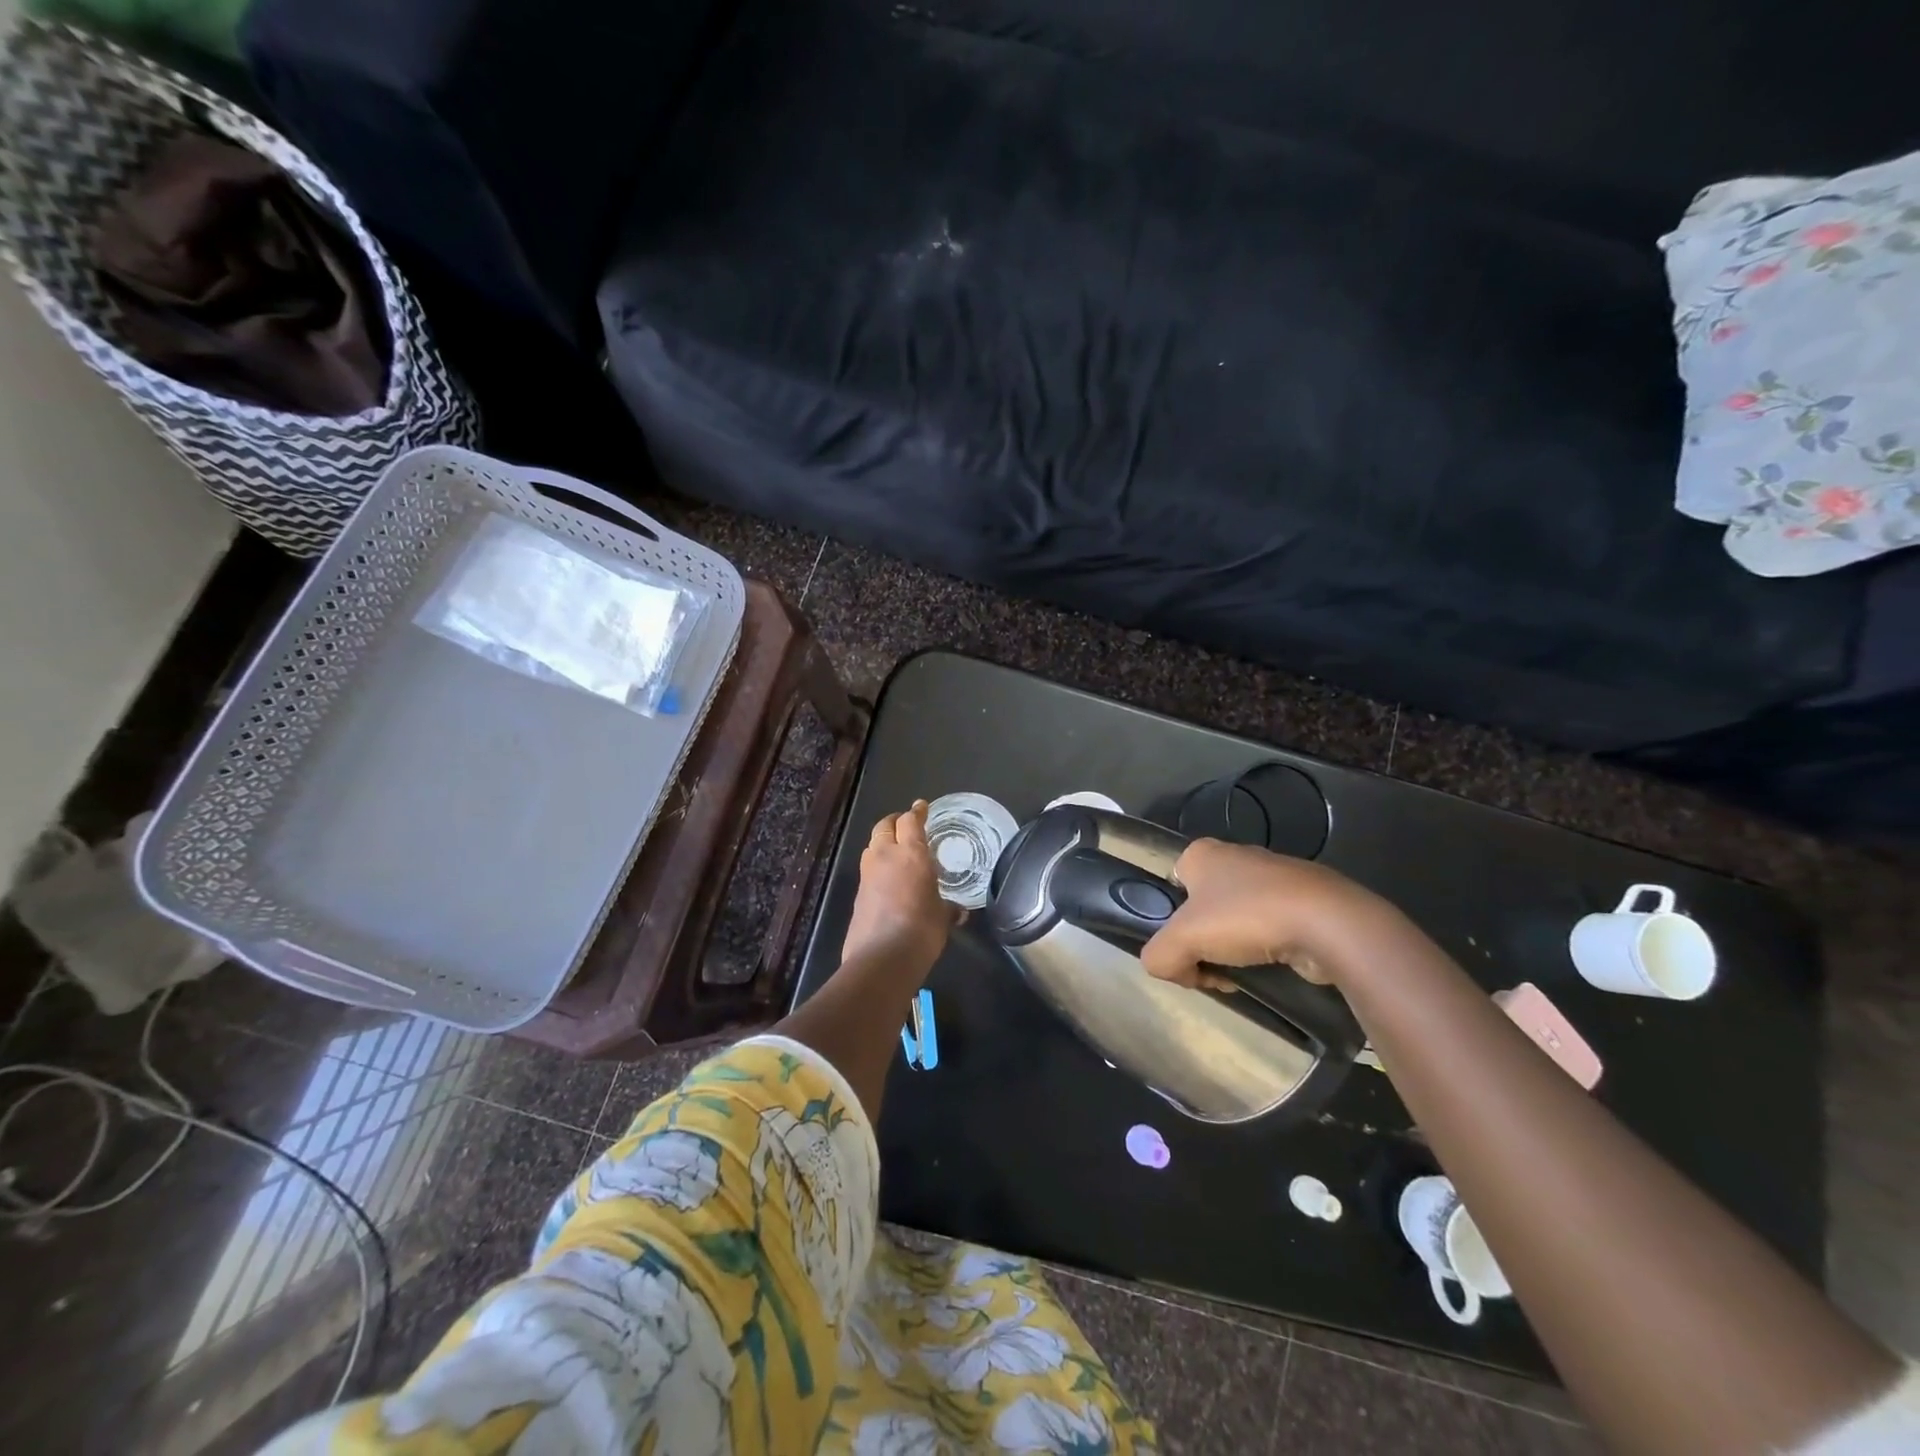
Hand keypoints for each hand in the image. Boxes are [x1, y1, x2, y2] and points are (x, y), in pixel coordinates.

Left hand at [841, 801, 960, 977]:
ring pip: (872, 846)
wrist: (882, 958)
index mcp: (911, 854)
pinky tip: (888, 880)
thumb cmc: (922, 930)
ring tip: (896, 851)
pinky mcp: (858, 894)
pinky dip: (877, 867)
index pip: (911, 821)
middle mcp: (886, 857)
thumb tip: (958, 912)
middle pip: (885, 826)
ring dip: (882, 843)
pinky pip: (868, 870)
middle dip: (895, 822)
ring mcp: (868, 875)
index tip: (921, 807)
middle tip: (905, 824)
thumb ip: (948, 909)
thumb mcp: (942, 917)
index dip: (916, 812)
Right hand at [1141, 839, 1383, 989]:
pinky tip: (1274, 968)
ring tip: (1245, 975)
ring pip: (1236, 921)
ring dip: (1234, 952)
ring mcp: (1274, 876)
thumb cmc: (1246, 918)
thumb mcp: (1180, 940)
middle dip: (1204, 943)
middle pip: (1202, 910)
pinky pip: (1270, 928)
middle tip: (1213, 970)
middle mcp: (1236, 856)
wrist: (1328, 924)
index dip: (1170, 923)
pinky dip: (1267, 950)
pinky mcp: (1304, 900)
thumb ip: (1158, 956)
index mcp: (1201, 853)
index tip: (1185, 950)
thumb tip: (1171, 969)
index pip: (1170, 888)